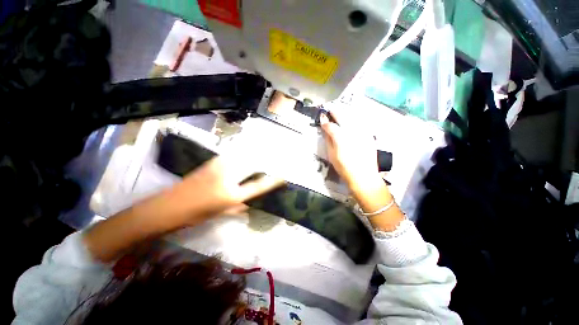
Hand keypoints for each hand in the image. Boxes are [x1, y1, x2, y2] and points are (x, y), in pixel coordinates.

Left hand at [84, 155, 282, 262]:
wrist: (166, 207)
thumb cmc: (194, 215)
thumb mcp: (219, 213)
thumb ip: (237, 208)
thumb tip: (248, 204)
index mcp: (231, 195)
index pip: (258, 186)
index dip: (272, 182)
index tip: (283, 177)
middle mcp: (228, 178)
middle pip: (252, 166)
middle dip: (265, 162)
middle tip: (274, 161)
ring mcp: (219, 167)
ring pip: (243, 158)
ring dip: (254, 157)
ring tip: (263, 155)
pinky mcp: (213, 162)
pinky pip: (233, 156)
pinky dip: (241, 155)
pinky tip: (244, 156)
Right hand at [320, 109, 402, 230]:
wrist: (364, 176)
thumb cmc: (344, 168)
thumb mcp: (332, 155)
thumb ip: (328, 139)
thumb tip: (325, 128)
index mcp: (340, 138)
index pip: (331, 125)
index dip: (325, 120)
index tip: (321, 116)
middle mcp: (353, 131)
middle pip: (343, 116)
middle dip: (335, 111)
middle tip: (330, 108)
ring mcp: (363, 132)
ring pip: (353, 117)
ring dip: (345, 113)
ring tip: (339, 112)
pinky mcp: (369, 135)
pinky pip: (360, 123)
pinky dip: (354, 119)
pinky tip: (350, 121)